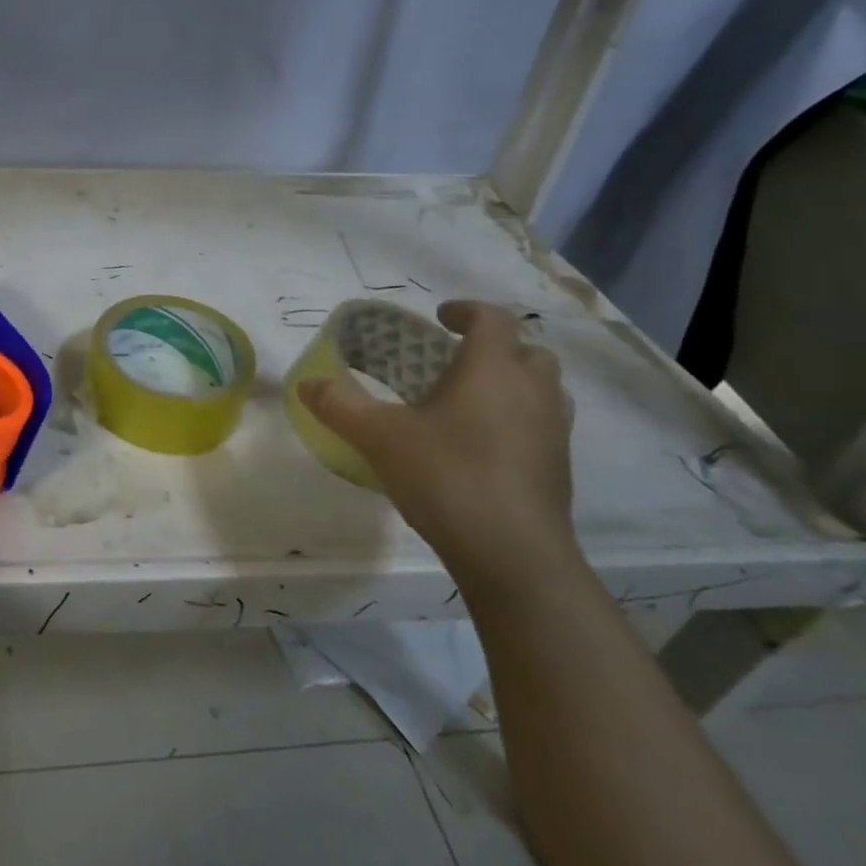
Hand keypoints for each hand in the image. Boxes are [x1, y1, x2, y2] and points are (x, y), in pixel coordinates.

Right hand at [297, 300, 578, 595]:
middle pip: (528, 351)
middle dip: (494, 348)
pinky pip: (542, 426)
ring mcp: (553, 432)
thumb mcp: (378, 437)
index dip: (466, 310)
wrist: (513, 555)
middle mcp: (532, 391)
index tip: (439, 318)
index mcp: (492, 370)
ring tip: (468, 402)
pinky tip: (480, 446)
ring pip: (543, 390)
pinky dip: (517, 421)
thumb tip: (307, 384)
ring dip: (512, 384)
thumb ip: (339, 406)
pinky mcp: (558, 469)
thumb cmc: (446, 476)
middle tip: (454, 362)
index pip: (493, 319)